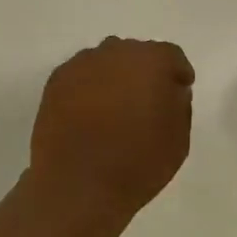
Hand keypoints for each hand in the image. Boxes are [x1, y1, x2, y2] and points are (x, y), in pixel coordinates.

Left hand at [28, 37, 194, 218]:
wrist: (77, 184)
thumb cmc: (137, 164)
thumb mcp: (178, 140)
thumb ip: (179, 106)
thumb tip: (170, 90)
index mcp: (152, 61)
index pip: (171, 56)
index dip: (177, 73)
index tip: (179, 89)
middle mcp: (116, 52)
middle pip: (136, 54)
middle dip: (144, 72)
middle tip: (146, 100)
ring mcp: (82, 64)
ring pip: (106, 62)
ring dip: (114, 77)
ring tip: (114, 108)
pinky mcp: (56, 80)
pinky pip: (81, 75)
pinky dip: (88, 87)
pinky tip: (89, 114)